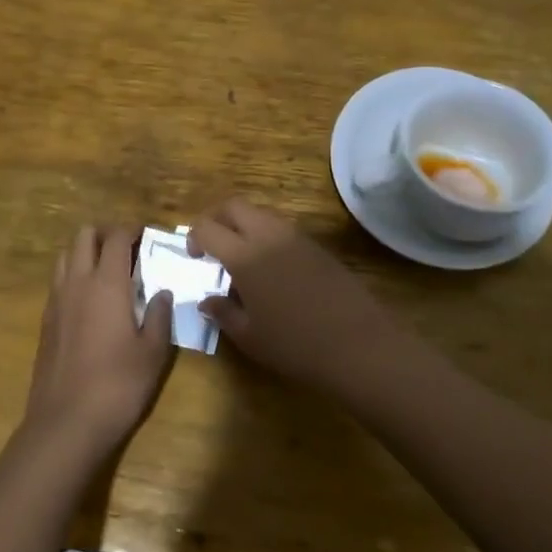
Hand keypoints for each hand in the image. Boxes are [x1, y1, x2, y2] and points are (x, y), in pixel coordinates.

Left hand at [23, 225, 174, 460]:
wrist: (66, 423)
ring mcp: (56, 300)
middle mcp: (78, 282)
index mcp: (107, 283)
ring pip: (66, 255)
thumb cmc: (118, 385)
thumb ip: (158, 316)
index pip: (116, 237)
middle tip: (126, 248)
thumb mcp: (153, 353)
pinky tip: (89, 299)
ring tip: (106, 269)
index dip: (131, 229)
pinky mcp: (45, 320)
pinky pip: (58, 281)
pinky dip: (73, 275)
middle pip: (84, 235)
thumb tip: (161, 293)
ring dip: (85, 251)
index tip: (146, 234)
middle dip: (105, 233)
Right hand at [189, 199, 402, 395]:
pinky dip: (266, 235)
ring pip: (260, 213)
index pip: (207, 227)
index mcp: (245, 255)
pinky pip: (282, 228)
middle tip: (211, 246)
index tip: (195, 258)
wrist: (358, 345)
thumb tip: (206, 300)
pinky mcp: (316, 245)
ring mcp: (296, 237)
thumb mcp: (250, 337)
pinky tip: (271, 268)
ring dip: (243, 225)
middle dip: (216, 218)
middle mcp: (268, 235)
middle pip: (234, 206)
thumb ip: (223, 313)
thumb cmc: (295, 345)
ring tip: (242, 258)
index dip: (194, 237)